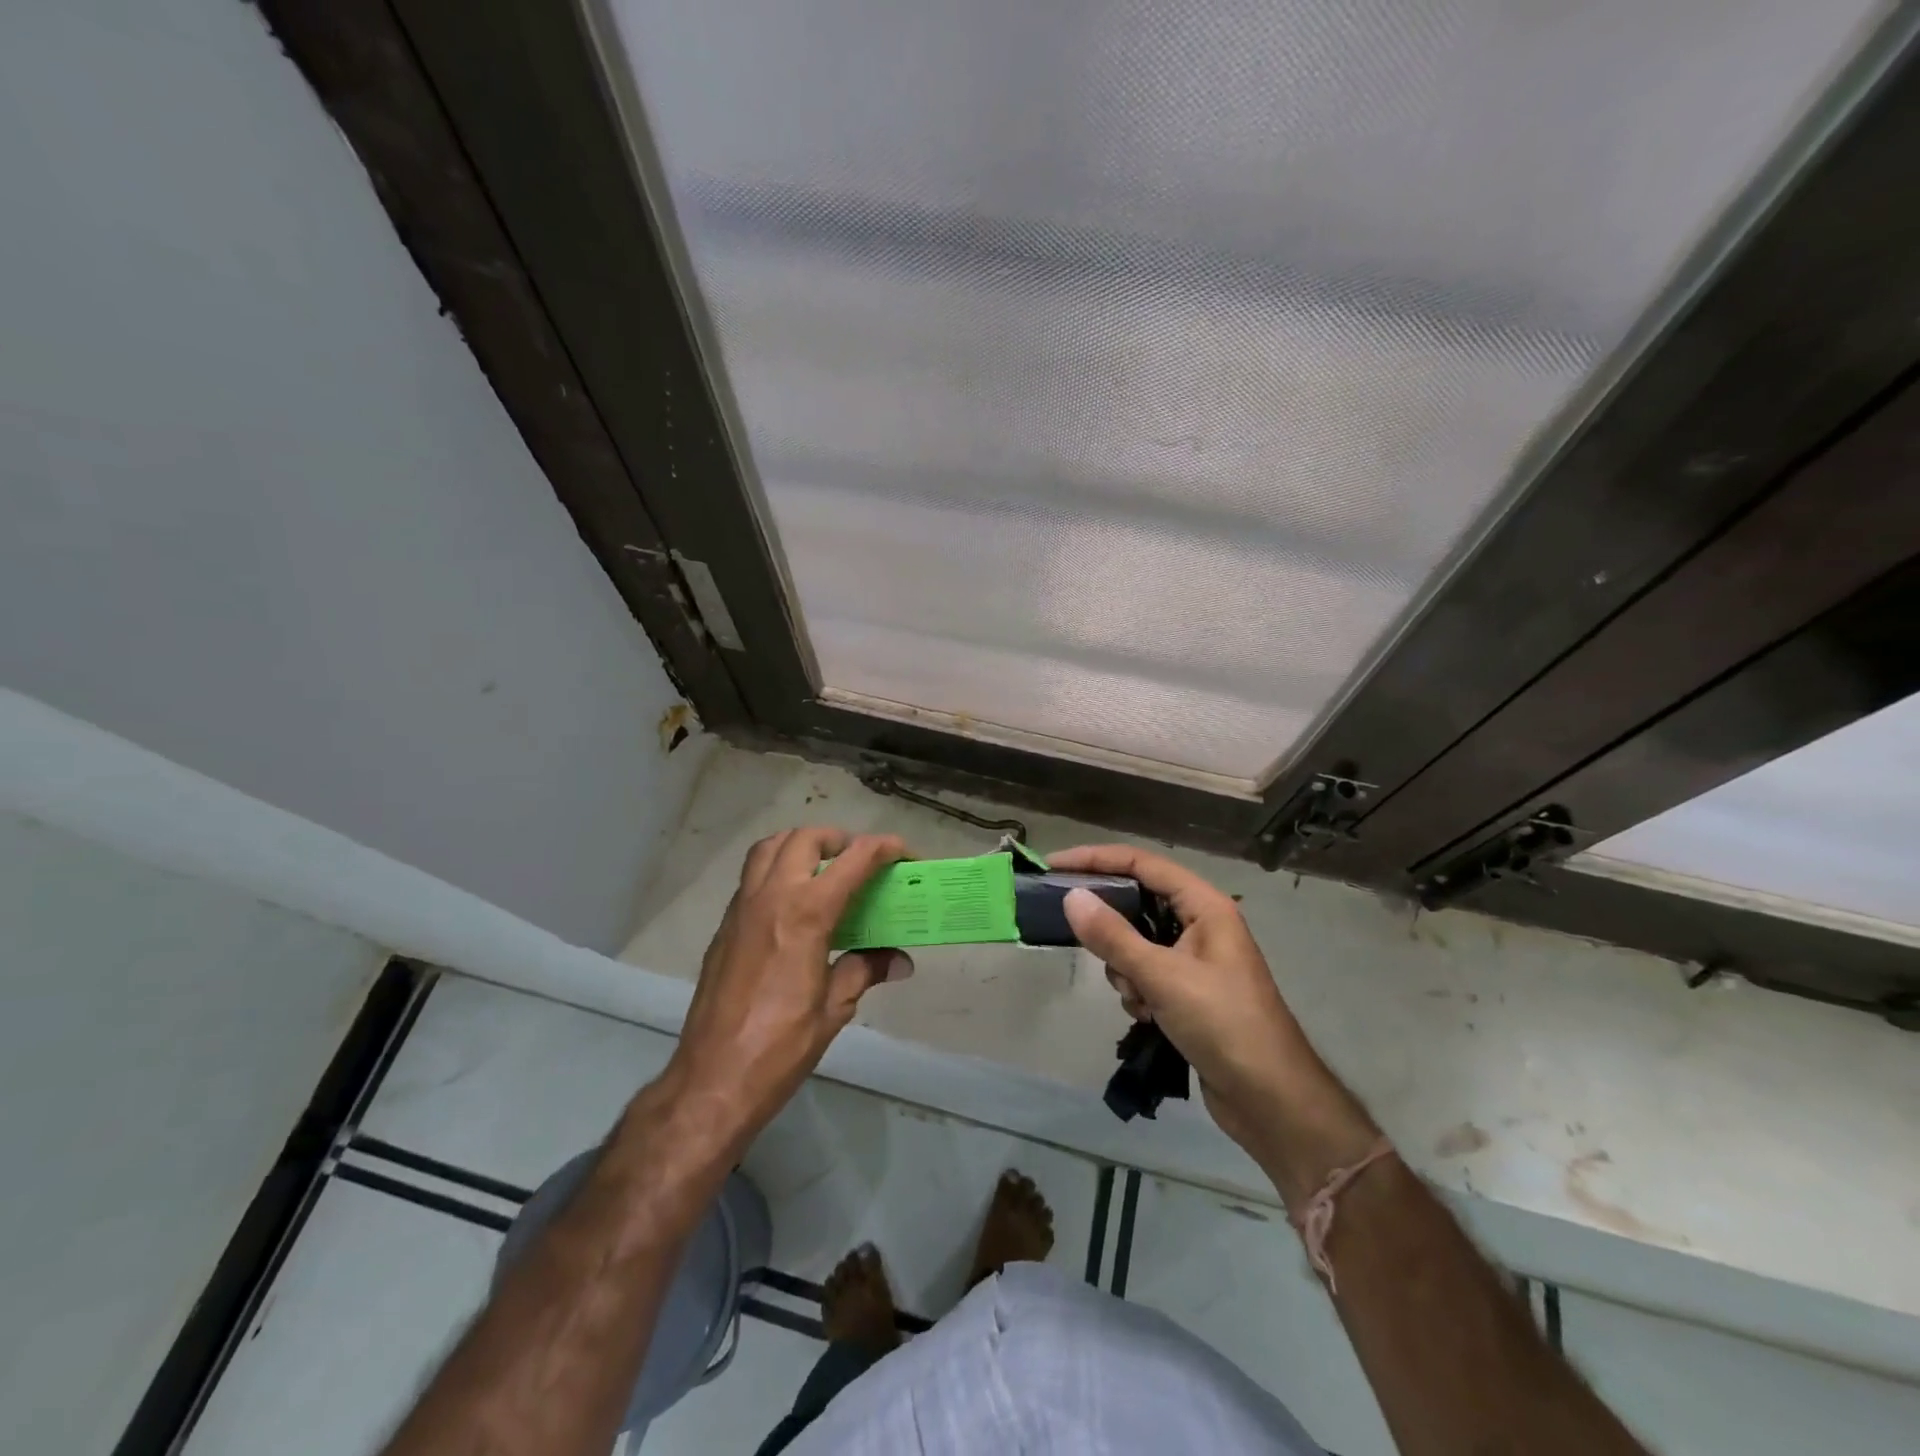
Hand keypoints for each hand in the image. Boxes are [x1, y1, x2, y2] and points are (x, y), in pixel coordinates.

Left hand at [661, 827, 909, 1150]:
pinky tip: (793, 906)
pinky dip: (776, 870)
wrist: (712, 1080)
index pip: (852, 860)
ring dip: (800, 846)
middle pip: (804, 839)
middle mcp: (771, 897)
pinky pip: (751, 877)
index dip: (883, 848)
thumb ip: (865, 971)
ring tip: (823, 869)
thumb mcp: (834, 1009)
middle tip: (859, 861)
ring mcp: (741, 909)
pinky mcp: (724, 927)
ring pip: (769, 848)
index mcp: (806, 913)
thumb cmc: (781, 1047)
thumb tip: (899, 960)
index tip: (904, 852)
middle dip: (838, 839)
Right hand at [1054, 844, 1377, 1204]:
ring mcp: (1196, 960)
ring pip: (1138, 942)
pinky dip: (1138, 990)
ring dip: (1126, 967)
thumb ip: (1113, 936)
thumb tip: (1071, 897)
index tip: (1054, 866)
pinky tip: (1147, 1016)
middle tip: (1076, 932)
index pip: (1142, 864)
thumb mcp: (1162, 976)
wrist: (1271, 1099)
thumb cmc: (1223, 1024)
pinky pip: (1147, 974)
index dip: (1097, 859)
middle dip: (1111, 925)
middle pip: (1139, 902)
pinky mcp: (1190, 992)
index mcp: (1205, 906)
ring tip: (1137, 996)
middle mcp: (1202, 924)